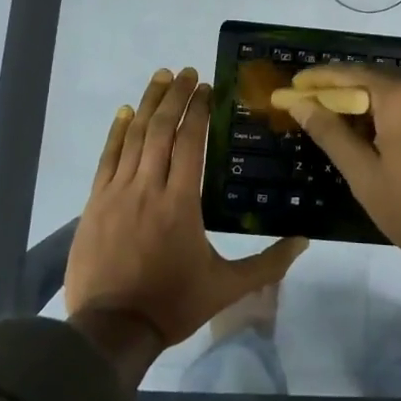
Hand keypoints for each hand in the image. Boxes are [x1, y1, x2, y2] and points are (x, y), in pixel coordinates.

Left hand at [65, 67, 307, 351]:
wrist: (111, 329)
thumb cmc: (173, 304)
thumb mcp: (227, 287)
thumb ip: (267, 262)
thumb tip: (305, 240)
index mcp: (181, 202)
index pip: (190, 142)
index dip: (199, 110)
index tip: (206, 87)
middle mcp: (149, 186)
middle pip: (162, 129)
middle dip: (175, 96)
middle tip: (185, 71)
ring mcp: (118, 192)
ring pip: (134, 137)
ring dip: (148, 104)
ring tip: (160, 78)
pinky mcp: (95, 202)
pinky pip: (107, 158)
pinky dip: (116, 132)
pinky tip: (124, 113)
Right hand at [282, 64, 400, 286]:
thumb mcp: (367, 177)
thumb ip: (332, 134)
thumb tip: (300, 104)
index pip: (348, 73)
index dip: (316, 80)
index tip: (289, 89)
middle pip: (373, 78)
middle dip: (340, 92)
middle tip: (309, 111)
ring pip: (397, 93)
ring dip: (366, 105)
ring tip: (339, 128)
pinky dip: (391, 115)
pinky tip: (379, 140)